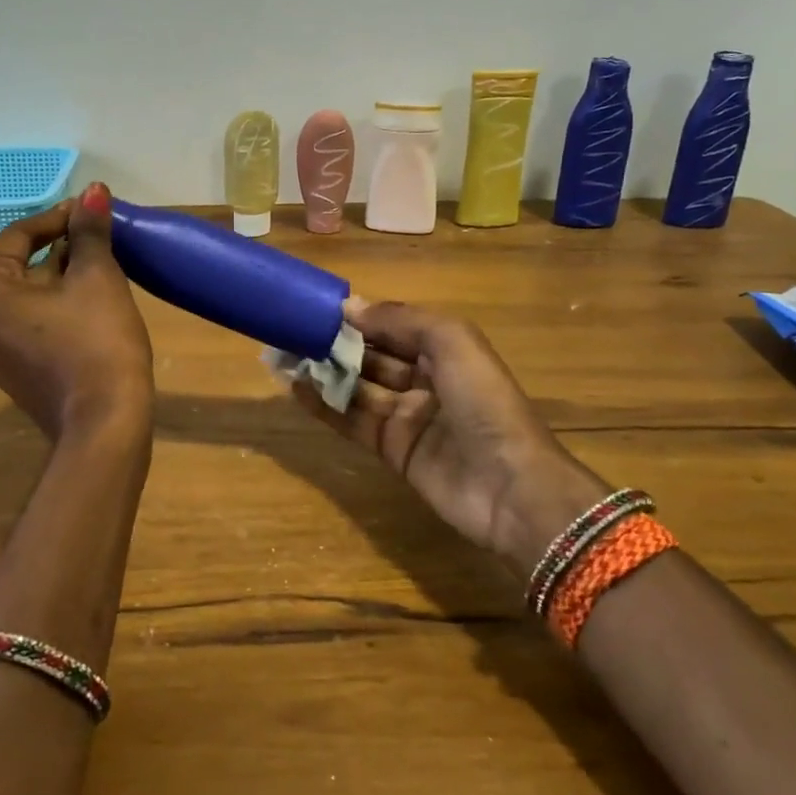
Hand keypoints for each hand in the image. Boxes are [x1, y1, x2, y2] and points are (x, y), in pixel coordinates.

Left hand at [0, 182, 153, 440]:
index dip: (58, 218)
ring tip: (98, 265)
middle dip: (58, 248)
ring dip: (58, 277)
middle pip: (18, 266)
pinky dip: (52, 306)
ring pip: (23, 296)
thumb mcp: (97, 278)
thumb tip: (94, 189)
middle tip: (97, 237)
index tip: (91, 211)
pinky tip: (86, 303)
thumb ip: (89, 230)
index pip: (18, 236)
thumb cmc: (97, 342)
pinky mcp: (9, 371)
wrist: (104, 424)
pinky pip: (26, 323)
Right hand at [292, 298, 603, 575]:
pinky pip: (352, 422)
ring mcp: (408, 417)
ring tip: (286, 355)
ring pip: (359, 387)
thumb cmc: (483, 402)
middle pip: (374, 355)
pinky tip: (296, 389)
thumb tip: (350, 307)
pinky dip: (324, 406)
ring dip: (325, 371)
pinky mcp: (392, 450)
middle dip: (339, 342)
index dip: (362, 316)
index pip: (396, 326)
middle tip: (294, 330)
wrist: (509, 487)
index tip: (321, 307)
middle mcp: (426, 380)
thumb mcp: (451, 342)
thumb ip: (400, 320)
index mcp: (446, 350)